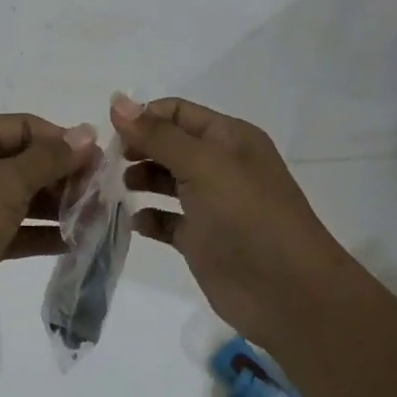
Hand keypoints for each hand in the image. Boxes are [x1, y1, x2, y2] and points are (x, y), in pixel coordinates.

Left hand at [0, 114, 95, 337]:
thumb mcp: (7, 181)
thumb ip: (50, 158)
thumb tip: (87, 132)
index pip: (27, 127)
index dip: (64, 142)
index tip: (102, 164)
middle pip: (27, 161)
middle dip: (64, 177)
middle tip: (104, 197)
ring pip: (22, 197)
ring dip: (57, 207)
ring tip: (97, 221)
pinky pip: (14, 228)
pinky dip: (40, 233)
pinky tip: (74, 243)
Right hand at [111, 95, 340, 343]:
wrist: (288, 294)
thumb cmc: (247, 216)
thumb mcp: (202, 164)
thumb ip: (157, 134)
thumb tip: (117, 101)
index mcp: (228, 137)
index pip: (177, 112)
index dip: (143, 116)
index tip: (110, 133)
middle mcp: (219, 165)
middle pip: (168, 144)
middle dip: (137, 147)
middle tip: (107, 162)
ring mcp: (211, 203)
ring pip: (165, 180)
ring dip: (139, 180)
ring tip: (117, 187)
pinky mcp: (202, 240)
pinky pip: (167, 220)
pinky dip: (148, 218)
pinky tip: (134, 222)